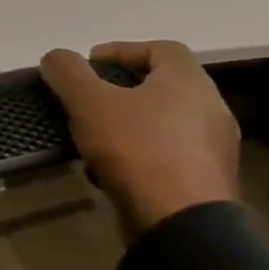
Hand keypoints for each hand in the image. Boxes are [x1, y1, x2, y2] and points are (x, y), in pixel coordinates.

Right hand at [39, 41, 240, 236]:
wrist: (179, 221)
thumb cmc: (136, 148)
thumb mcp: (89, 102)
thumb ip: (68, 73)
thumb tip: (56, 57)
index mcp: (190, 82)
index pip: (162, 49)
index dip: (123, 49)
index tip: (89, 63)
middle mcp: (211, 109)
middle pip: (162, 85)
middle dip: (120, 88)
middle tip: (86, 97)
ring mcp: (212, 148)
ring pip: (163, 121)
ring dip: (127, 121)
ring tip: (92, 133)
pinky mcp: (205, 179)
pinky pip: (166, 153)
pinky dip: (138, 151)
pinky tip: (109, 167)